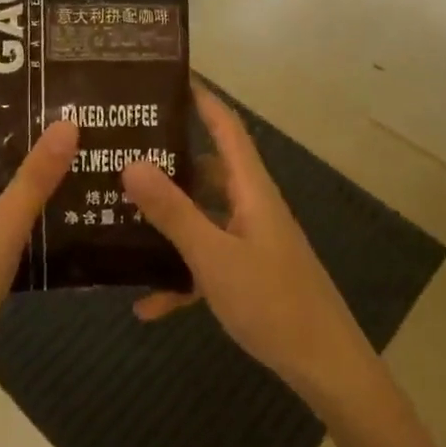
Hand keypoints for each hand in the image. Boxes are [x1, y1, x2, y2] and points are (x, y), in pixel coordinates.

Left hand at [0, 73, 76, 394]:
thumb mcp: (3, 226)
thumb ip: (35, 177)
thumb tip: (67, 121)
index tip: (26, 53)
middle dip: (18, 108)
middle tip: (66, 89)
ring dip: (27, 146)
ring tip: (74, 129)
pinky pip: (4, 195)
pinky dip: (29, 183)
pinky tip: (64, 187)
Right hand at [122, 85, 374, 409]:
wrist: (325, 368)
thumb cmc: (272, 302)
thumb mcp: (214, 256)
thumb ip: (173, 212)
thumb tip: (132, 163)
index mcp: (251, 189)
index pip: (226, 126)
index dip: (202, 98)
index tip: (167, 78)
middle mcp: (251, 205)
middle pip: (207, 169)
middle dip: (168, 159)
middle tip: (123, 151)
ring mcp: (250, 240)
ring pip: (202, 216)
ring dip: (168, 219)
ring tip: (120, 214)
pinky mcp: (248, 273)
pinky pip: (206, 261)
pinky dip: (179, 275)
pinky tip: (146, 303)